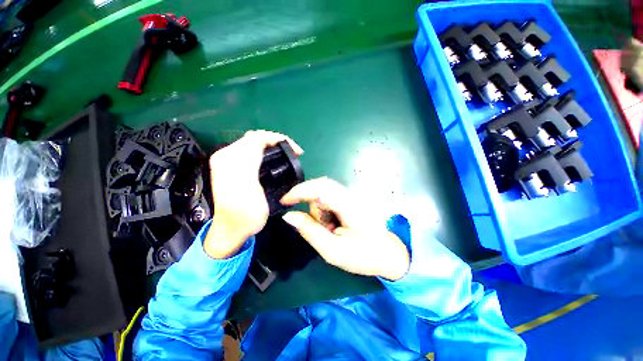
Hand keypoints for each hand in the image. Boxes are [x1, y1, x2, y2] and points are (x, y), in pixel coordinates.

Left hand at [204, 130, 303, 258]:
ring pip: (254, 143)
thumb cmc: (246, 214)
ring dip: (272, 146)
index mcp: (232, 158)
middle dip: (277, 142)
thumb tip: (265, 141)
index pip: (259, 137)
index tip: (297, 151)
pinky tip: (273, 159)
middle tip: (294, 153)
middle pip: (256, 138)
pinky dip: (266, 151)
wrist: (232, 228)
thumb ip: (254, 160)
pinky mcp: (233, 166)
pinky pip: (252, 151)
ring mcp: (229, 160)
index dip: (281, 139)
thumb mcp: (251, 186)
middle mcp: (227, 155)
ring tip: (287, 155)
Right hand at [281, 177, 409, 280]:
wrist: (391, 254)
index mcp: (348, 205)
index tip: (284, 201)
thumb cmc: (363, 255)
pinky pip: (331, 198)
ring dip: (320, 210)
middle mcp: (350, 194)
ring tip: (331, 230)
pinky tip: (334, 225)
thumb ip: (309, 231)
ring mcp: (352, 195)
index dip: (299, 191)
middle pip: (321, 187)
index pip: (319, 187)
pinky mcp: (352, 199)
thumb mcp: (332, 249)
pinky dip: (326, 210)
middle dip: (312, 205)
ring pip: (325, 192)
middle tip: (317, 226)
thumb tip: (288, 216)